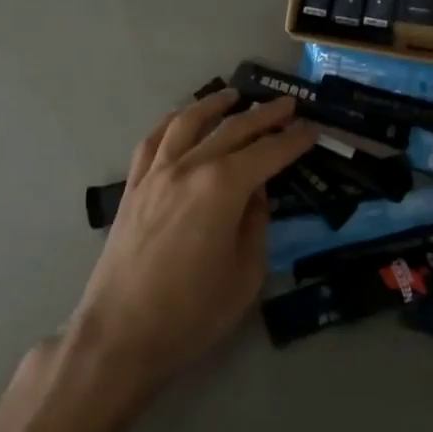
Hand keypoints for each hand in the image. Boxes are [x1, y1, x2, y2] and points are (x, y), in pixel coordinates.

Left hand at [67, 89, 314, 400]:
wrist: (119, 337)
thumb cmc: (191, 314)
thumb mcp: (245, 274)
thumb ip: (256, 224)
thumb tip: (255, 193)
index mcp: (223, 187)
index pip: (268, 153)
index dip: (294, 140)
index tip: (312, 128)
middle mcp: (190, 167)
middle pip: (233, 129)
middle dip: (265, 115)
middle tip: (288, 104)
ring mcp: (157, 173)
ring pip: (189, 122)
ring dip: (215, 104)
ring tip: (234, 94)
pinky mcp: (134, 186)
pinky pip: (153, 140)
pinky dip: (171, 121)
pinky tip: (182, 117)